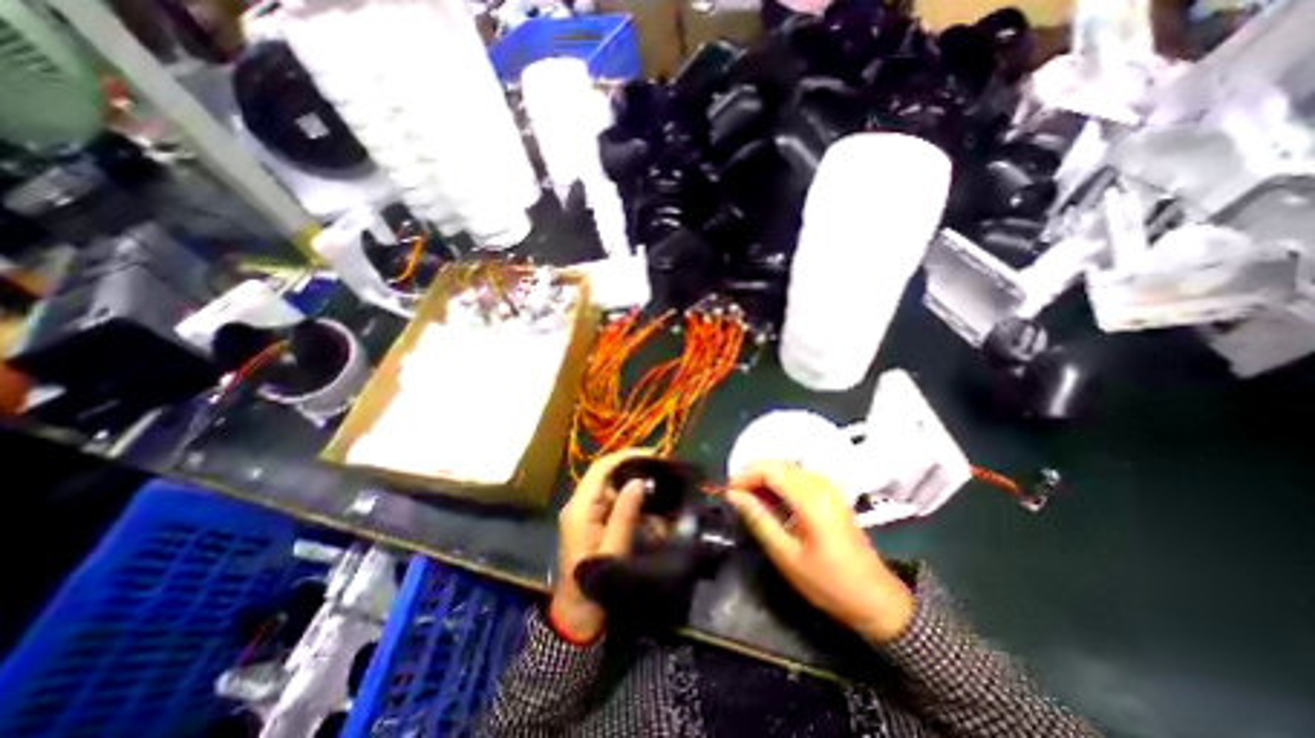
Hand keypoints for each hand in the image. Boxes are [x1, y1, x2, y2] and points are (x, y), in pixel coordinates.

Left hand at [548, 447, 647, 643]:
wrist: (576, 617)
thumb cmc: (593, 585)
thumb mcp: (613, 549)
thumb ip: (625, 513)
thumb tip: (639, 481)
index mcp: (580, 507)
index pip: (601, 468)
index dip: (625, 456)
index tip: (652, 454)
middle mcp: (580, 504)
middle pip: (606, 475)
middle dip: (633, 470)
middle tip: (660, 469)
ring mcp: (585, 513)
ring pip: (611, 489)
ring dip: (634, 488)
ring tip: (658, 489)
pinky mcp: (591, 522)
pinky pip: (612, 504)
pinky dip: (631, 503)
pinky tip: (648, 509)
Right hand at [719, 462, 917, 640]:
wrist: (876, 598)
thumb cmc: (829, 583)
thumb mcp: (786, 555)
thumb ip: (758, 519)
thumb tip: (733, 496)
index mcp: (811, 499)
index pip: (770, 470)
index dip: (744, 475)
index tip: (728, 493)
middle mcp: (820, 484)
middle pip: (778, 463)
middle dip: (752, 474)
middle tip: (736, 497)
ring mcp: (828, 486)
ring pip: (787, 467)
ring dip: (765, 478)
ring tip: (750, 501)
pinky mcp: (830, 492)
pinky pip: (797, 476)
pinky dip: (779, 483)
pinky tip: (772, 502)